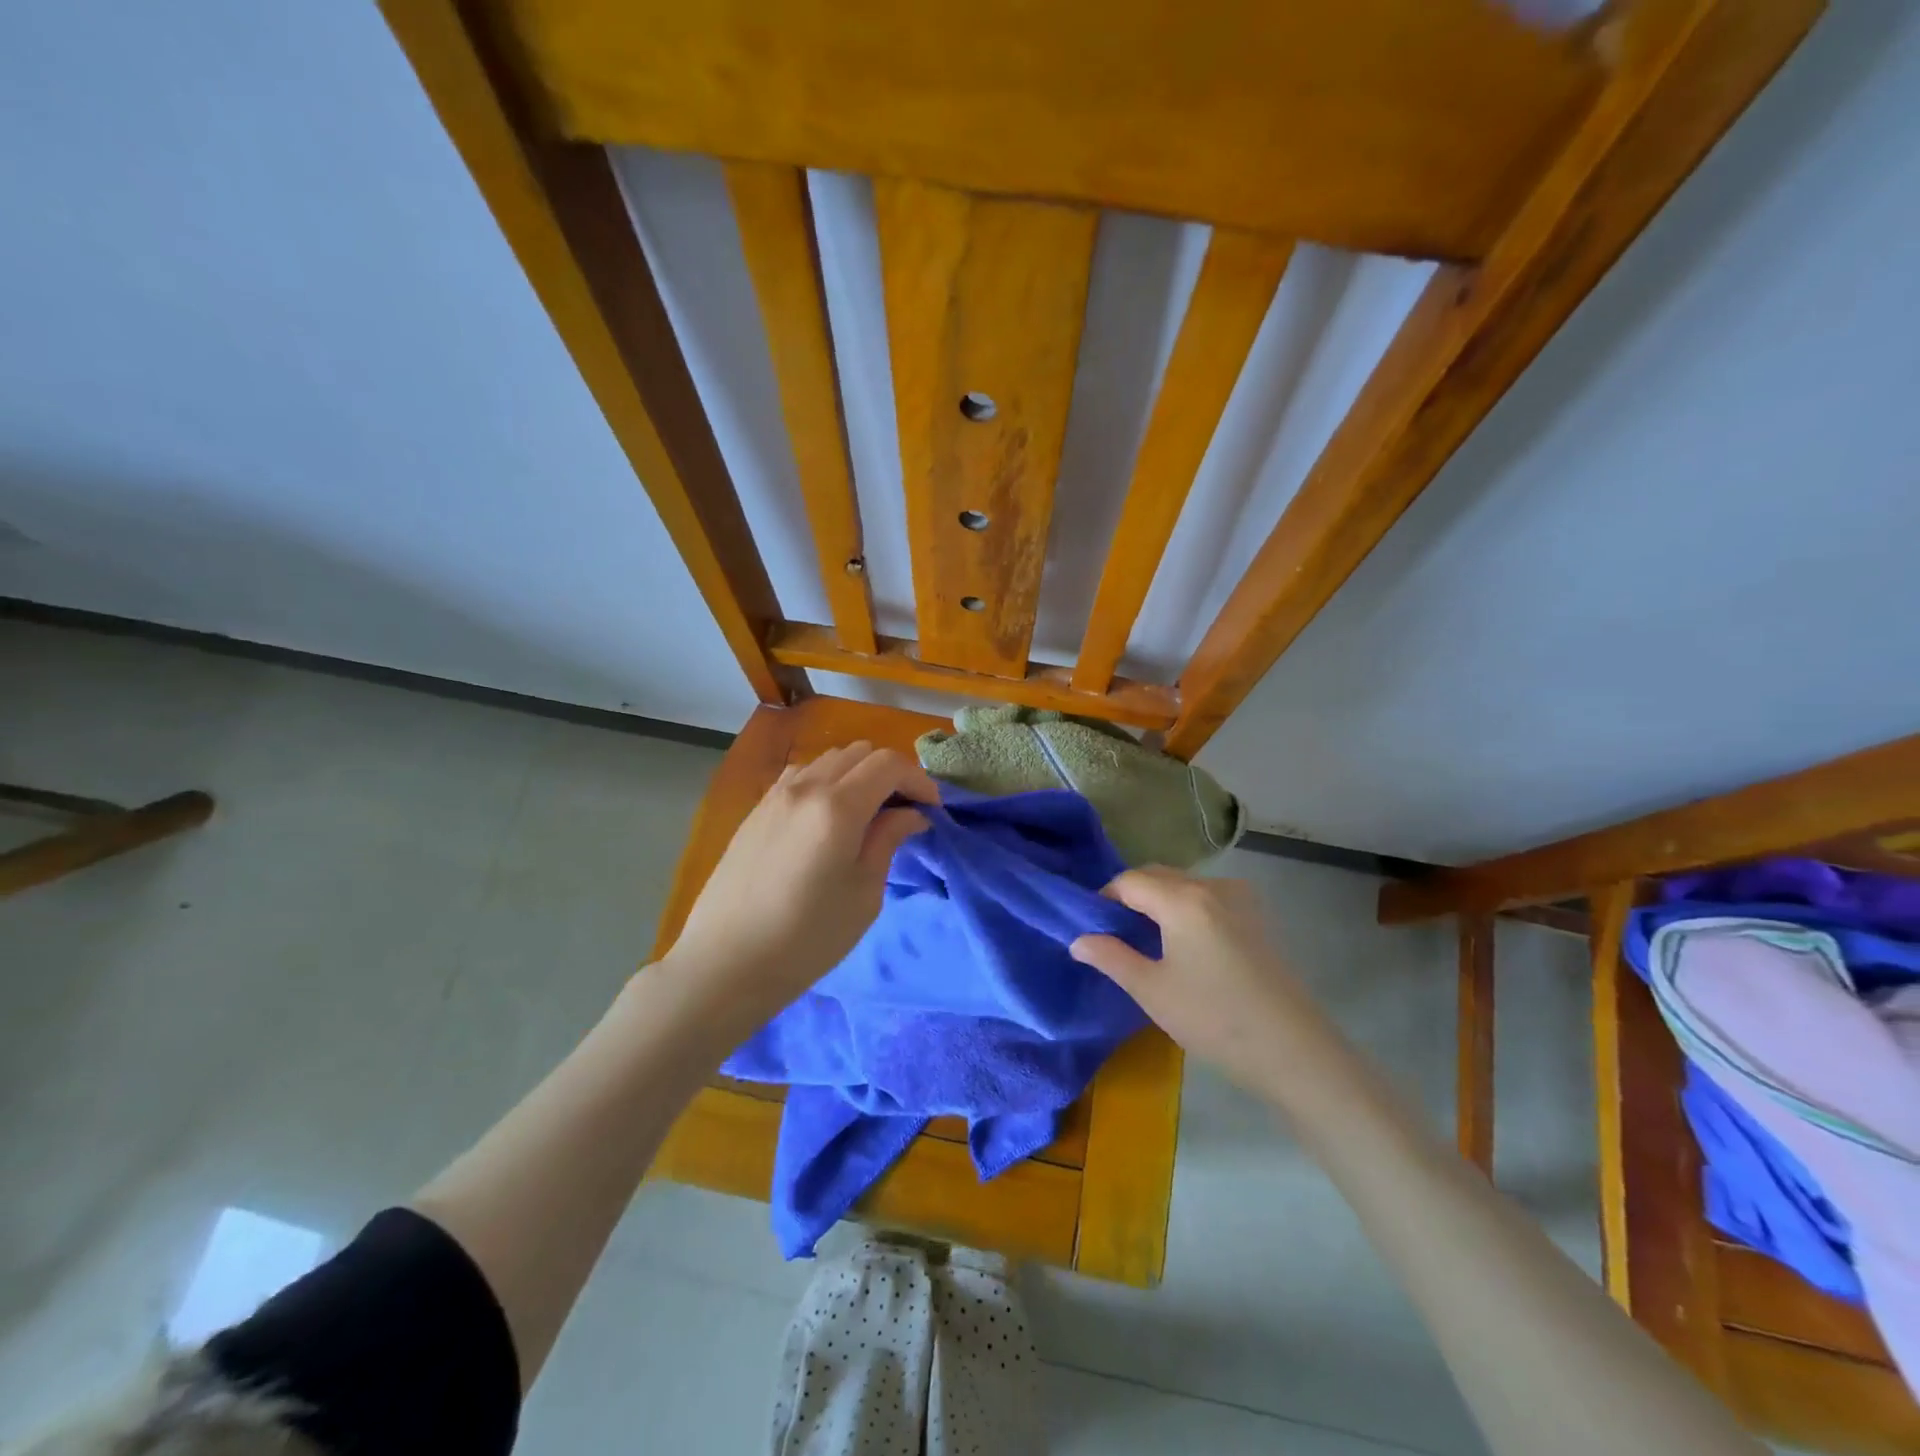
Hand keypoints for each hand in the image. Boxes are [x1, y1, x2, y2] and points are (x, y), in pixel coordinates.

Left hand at [662, 742, 937, 1025]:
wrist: (726, 962)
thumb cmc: (806, 938)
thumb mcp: (863, 894)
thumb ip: (888, 840)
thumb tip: (911, 814)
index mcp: (837, 806)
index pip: (889, 765)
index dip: (918, 780)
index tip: (931, 810)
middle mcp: (806, 786)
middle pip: (861, 753)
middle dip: (891, 774)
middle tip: (904, 812)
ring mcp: (776, 794)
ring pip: (830, 759)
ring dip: (858, 774)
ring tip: (868, 813)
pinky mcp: (758, 808)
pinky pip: (803, 775)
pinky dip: (828, 781)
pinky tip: (829, 817)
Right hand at [1069, 867, 1320, 1093]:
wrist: (1293, 1051)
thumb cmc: (1214, 1019)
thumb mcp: (1152, 991)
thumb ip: (1111, 957)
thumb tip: (1078, 940)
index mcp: (1183, 899)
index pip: (1130, 881)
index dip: (1104, 898)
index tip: (1091, 927)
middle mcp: (1212, 887)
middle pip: (1158, 876)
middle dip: (1130, 896)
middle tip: (1113, 933)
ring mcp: (1240, 899)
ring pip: (1184, 885)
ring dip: (1158, 901)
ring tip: (1145, 940)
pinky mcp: (1256, 918)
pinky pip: (1208, 898)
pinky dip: (1185, 908)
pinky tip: (1183, 944)